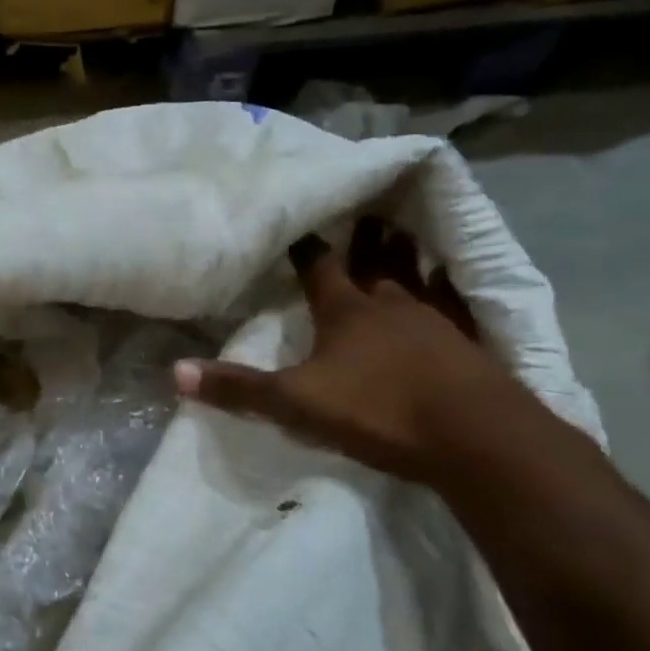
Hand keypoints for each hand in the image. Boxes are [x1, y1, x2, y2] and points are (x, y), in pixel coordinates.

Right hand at [174, 218, 545, 483]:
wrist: (474, 438)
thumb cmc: (378, 411)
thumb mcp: (295, 404)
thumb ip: (238, 388)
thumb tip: (175, 372)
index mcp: (345, 312)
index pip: (320, 269)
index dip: (306, 250)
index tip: (298, 228)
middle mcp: (390, 306)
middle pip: (373, 264)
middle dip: (363, 241)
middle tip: (362, 212)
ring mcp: (435, 322)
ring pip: (414, 278)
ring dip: (404, 254)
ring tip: (401, 230)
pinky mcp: (469, 344)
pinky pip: (455, 304)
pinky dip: (448, 288)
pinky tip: (450, 281)